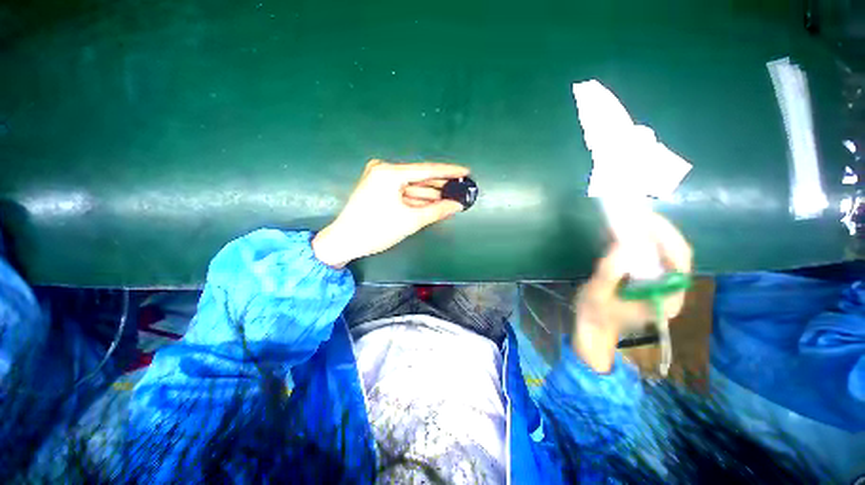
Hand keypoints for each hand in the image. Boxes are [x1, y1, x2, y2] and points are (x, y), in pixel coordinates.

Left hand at [312, 160, 468, 267]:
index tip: (466, 172)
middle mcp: (384, 170)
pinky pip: (403, 191)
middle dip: (440, 186)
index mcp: (390, 173)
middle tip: (461, 189)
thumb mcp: (410, 221)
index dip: (449, 171)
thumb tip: (458, 205)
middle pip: (419, 178)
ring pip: (412, 186)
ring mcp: (380, 178)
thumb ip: (437, 210)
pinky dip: (417, 198)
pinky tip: (433, 203)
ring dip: (430, 194)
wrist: (344, 241)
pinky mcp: (378, 187)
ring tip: (451, 198)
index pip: (427, 170)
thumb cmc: (376, 230)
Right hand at [572, 212, 691, 372]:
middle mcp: (670, 288)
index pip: (678, 260)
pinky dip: (642, 239)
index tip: (644, 219)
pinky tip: (628, 231)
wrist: (594, 329)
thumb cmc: (595, 314)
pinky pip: (652, 254)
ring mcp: (660, 283)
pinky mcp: (648, 278)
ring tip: (632, 216)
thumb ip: (610, 272)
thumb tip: (624, 244)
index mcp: (665, 298)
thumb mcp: (597, 294)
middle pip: (675, 252)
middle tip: (636, 212)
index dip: (665, 236)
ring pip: (665, 251)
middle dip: (658, 229)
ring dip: (650, 231)